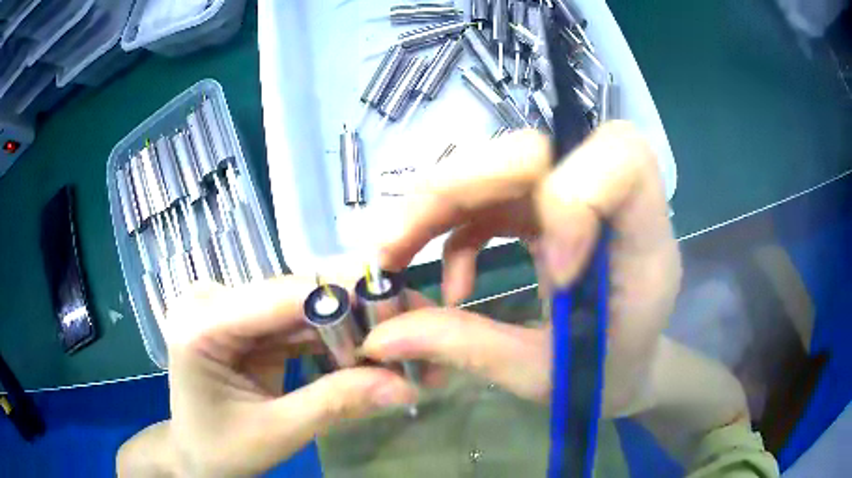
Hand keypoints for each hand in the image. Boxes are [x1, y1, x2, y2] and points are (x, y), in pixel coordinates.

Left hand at [117, 277, 416, 476]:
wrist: (194, 454)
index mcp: (202, 323)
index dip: (343, 301)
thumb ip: (335, 405)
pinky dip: (330, 335)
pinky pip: (295, 320)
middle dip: (353, 314)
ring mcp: (227, 307)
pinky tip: (361, 350)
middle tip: (407, 332)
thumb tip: (404, 385)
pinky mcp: (244, 320)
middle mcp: (211, 300)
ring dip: (347, 324)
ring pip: (301, 304)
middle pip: (294, 293)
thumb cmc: (221, 450)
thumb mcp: (275, 434)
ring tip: (392, 343)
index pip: (281, 295)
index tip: (402, 319)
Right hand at [363, 122, 681, 414]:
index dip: (573, 194)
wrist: (621, 371)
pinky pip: (492, 197)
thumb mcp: (544, 376)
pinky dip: (453, 230)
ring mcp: (576, 201)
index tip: (549, 267)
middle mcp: (614, 205)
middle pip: (538, 149)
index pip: (622, 157)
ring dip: (437, 205)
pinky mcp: (547, 210)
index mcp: (644, 242)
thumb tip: (381, 336)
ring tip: (395, 257)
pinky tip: (452, 284)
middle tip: (395, 245)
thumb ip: (469, 349)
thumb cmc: (602, 378)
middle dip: (458, 187)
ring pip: (501, 164)